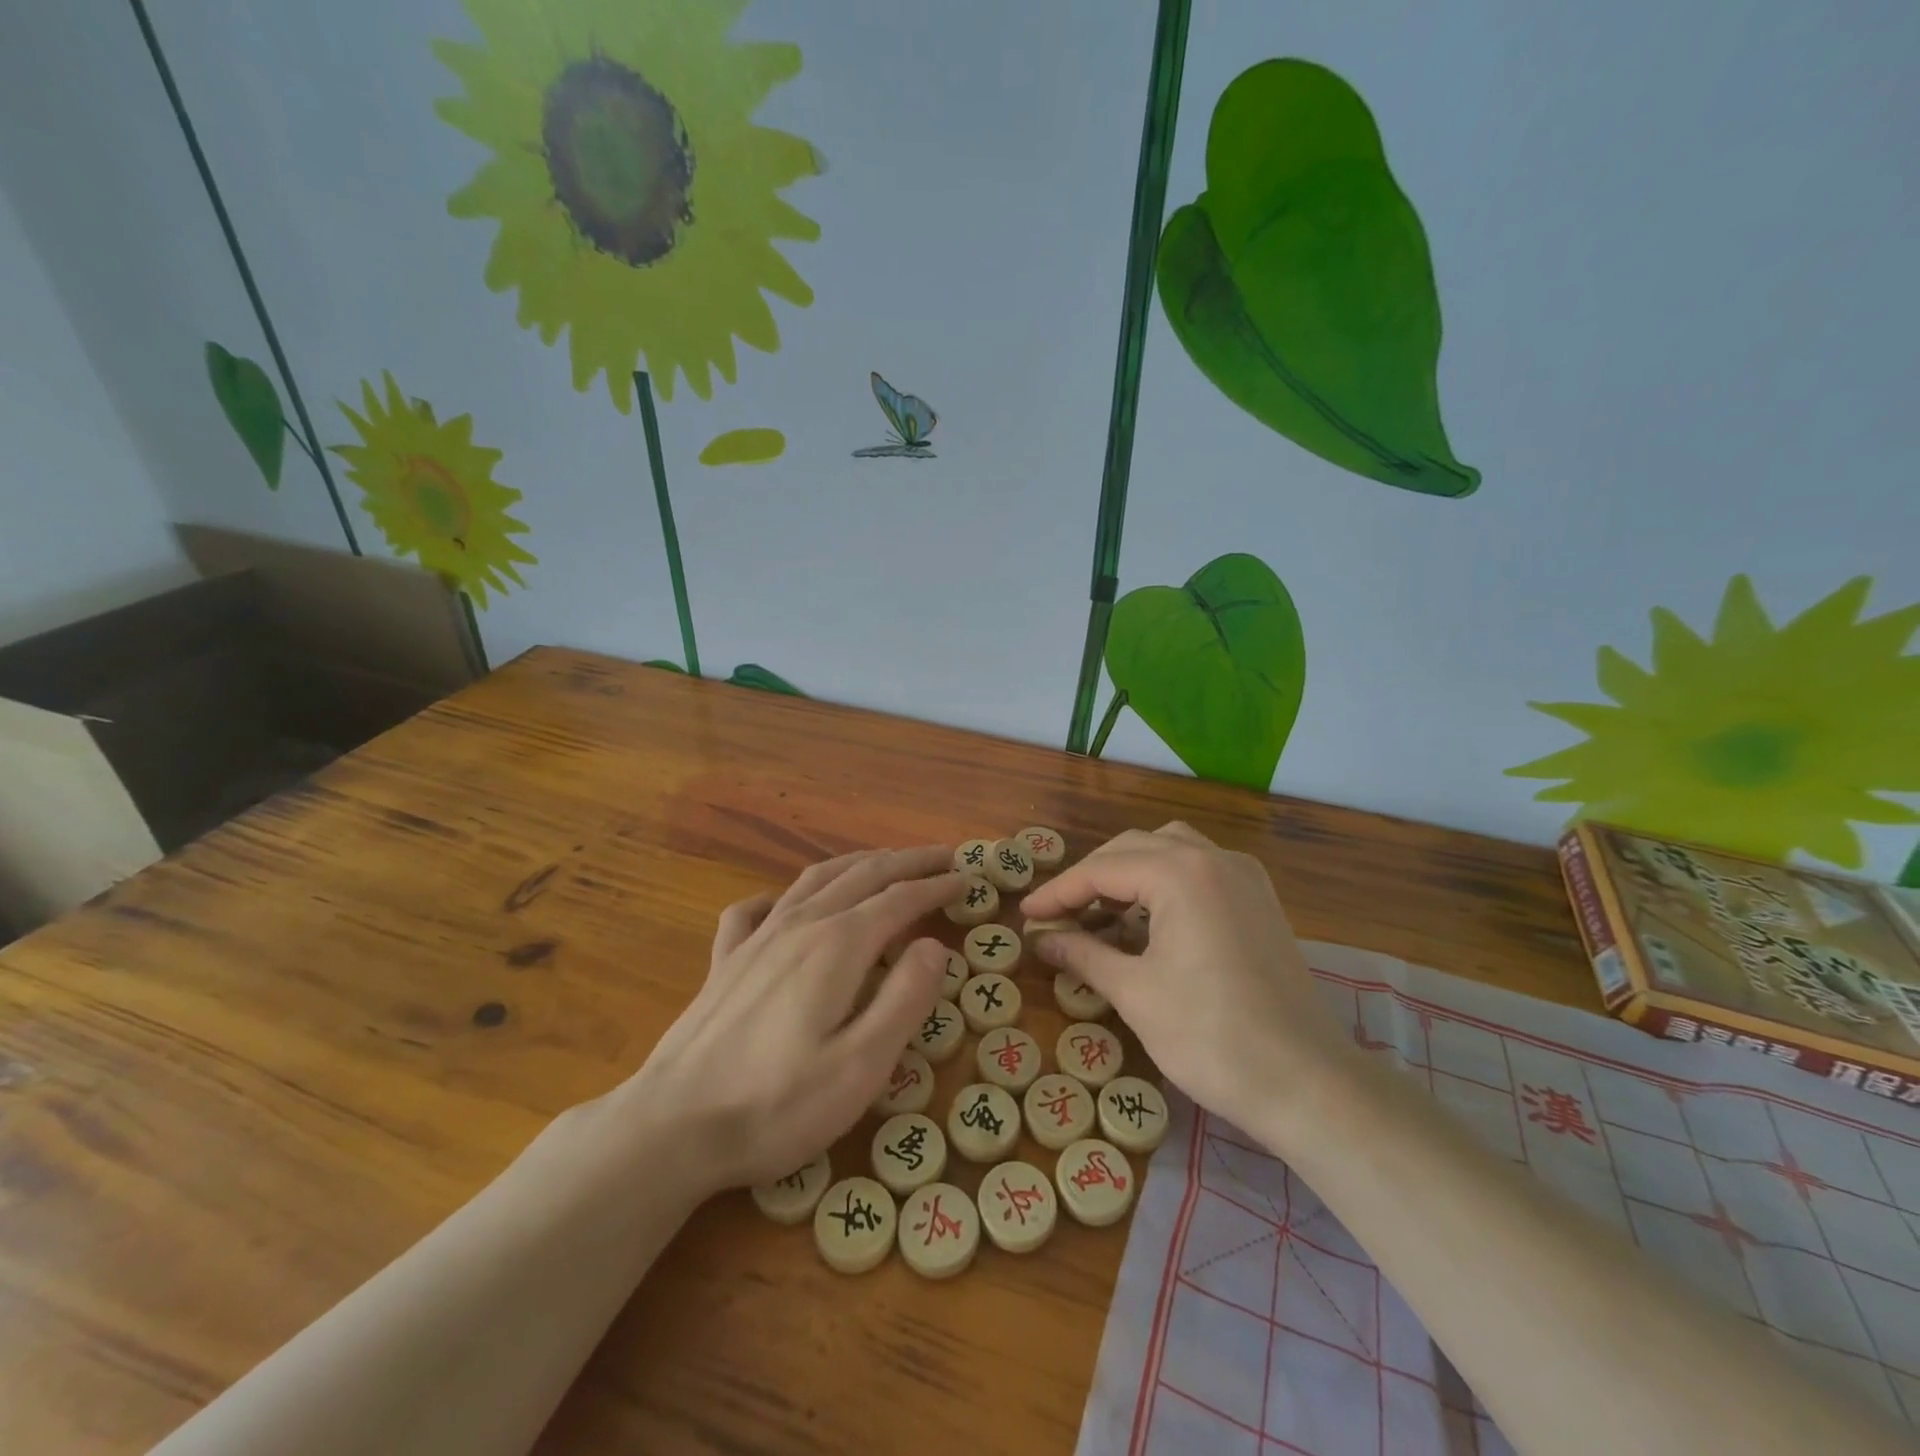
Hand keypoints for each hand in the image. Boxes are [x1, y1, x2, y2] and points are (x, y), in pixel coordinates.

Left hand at [619, 846, 960, 1195]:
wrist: (671, 1126)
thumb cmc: (776, 1105)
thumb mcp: (861, 1066)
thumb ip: (904, 1000)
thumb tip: (933, 947)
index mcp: (838, 946)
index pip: (899, 899)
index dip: (935, 885)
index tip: (966, 877)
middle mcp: (800, 926)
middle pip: (862, 875)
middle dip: (907, 861)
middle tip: (943, 855)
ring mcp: (756, 939)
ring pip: (814, 879)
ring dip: (857, 863)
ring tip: (884, 861)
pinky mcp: (724, 961)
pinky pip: (755, 909)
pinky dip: (780, 895)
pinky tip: (782, 904)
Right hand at [1019, 822, 1357, 1136]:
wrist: (1308, 1084)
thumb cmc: (1211, 1037)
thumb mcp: (1135, 993)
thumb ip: (1082, 955)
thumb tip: (1041, 940)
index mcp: (1180, 872)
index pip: (1102, 869)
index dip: (1059, 892)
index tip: (1027, 916)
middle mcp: (1214, 858)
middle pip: (1134, 847)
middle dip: (1091, 877)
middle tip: (1059, 915)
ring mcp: (1244, 877)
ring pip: (1170, 849)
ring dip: (1129, 872)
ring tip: (1101, 911)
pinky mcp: (1260, 901)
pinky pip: (1200, 869)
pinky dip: (1165, 882)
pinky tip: (1150, 920)